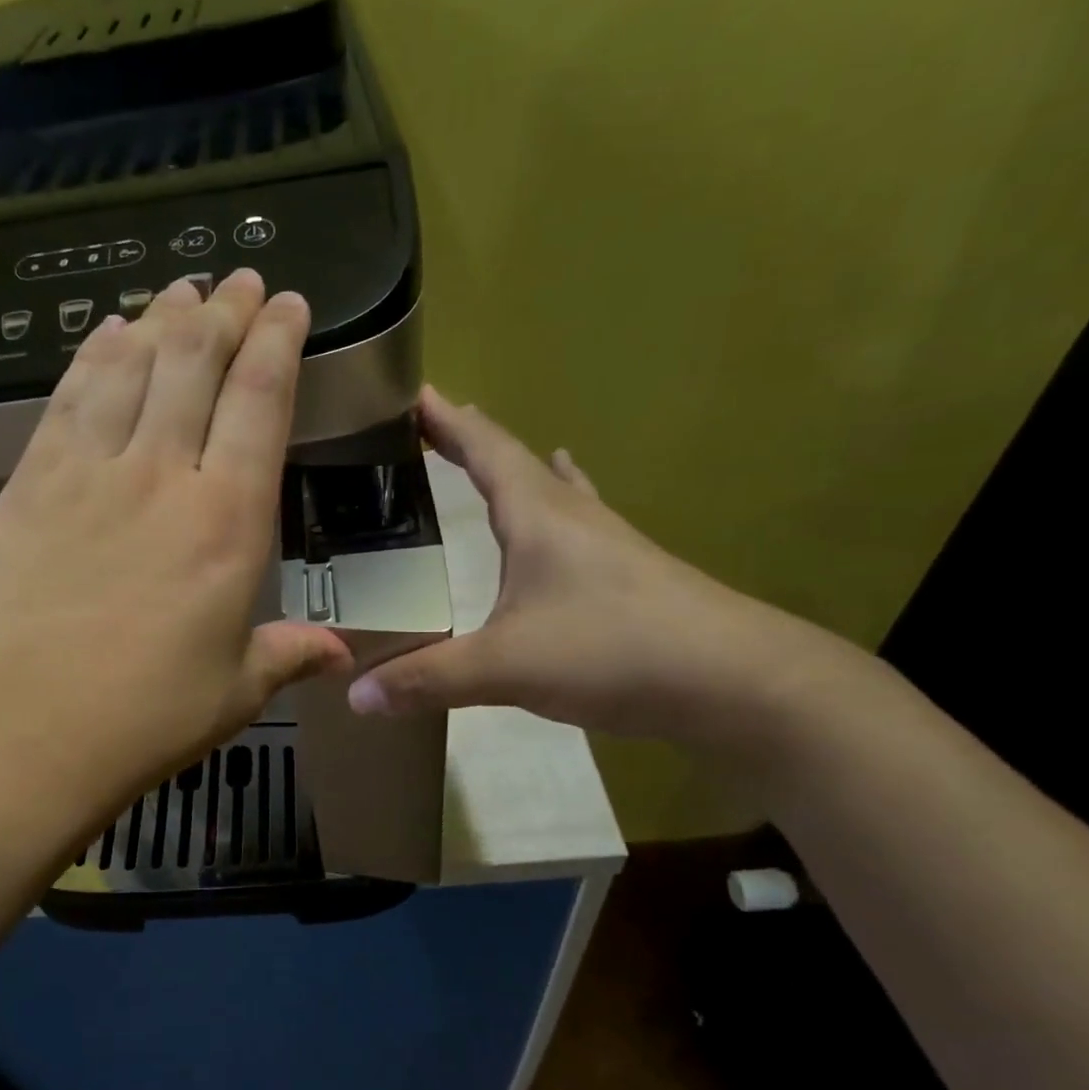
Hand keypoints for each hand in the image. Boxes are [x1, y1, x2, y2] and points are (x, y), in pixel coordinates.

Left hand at [0, 271, 351, 813]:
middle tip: (236, 280)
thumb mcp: (235, 690)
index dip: (276, 342)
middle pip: (195, 365)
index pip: (259, 402)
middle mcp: (162, 475)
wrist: (25, 724)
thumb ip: (289, 655)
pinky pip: (68, 397)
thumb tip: (343, 657)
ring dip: (160, 321)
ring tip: (180, 291)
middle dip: (222, 313)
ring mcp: (90, 471)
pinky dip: (91, 356)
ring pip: (130, 366)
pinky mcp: (33, 481)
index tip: (286, 303)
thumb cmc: (146, 715)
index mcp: (227, 521)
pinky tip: (105, 333)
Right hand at [347, 387, 838, 748]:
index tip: (413, 393)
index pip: (485, 450)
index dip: (447, 421)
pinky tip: (568, 513)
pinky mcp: (626, 576)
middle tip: (429, 428)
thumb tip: (355, 697)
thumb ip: (427, 678)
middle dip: (470, 441)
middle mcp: (572, 517)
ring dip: (514, 471)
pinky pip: (576, 526)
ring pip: (550, 491)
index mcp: (538, 516)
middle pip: (515, 462)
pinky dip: (557, 508)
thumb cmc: (613, 651)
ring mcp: (606, 544)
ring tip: (488, 458)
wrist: (733, 681)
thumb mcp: (506, 666)